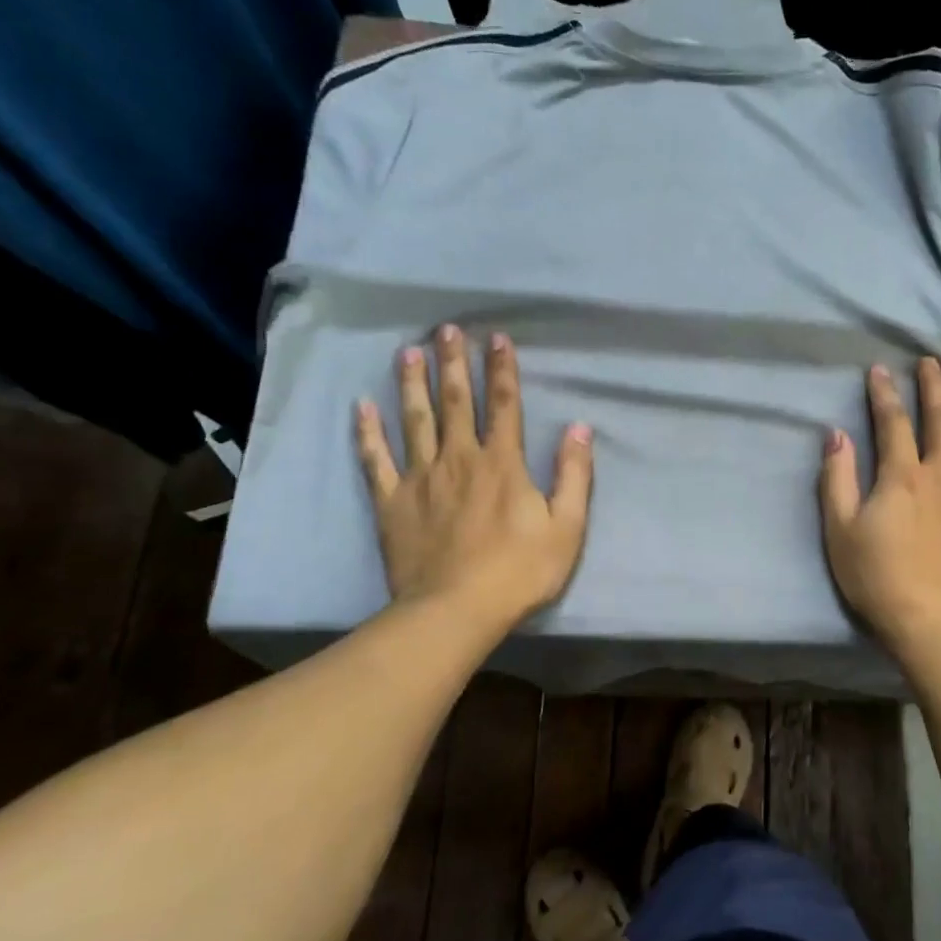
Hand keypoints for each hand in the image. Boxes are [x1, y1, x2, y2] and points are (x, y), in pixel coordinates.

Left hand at [355, 325, 592, 628]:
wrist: (455, 611)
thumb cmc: (518, 572)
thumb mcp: (566, 528)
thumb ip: (574, 475)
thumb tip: (579, 428)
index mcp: (502, 464)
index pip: (505, 405)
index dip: (503, 369)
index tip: (496, 338)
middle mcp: (459, 459)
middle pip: (457, 402)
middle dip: (454, 363)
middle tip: (446, 330)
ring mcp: (421, 478)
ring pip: (415, 420)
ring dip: (413, 384)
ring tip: (408, 352)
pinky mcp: (391, 502)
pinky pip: (376, 460)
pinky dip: (367, 432)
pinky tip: (361, 407)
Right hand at [819, 359, 940, 647]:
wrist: (933, 622)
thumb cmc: (877, 577)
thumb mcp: (841, 529)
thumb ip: (837, 479)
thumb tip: (836, 435)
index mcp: (902, 476)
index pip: (893, 423)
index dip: (885, 393)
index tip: (879, 370)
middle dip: (934, 387)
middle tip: (931, 363)